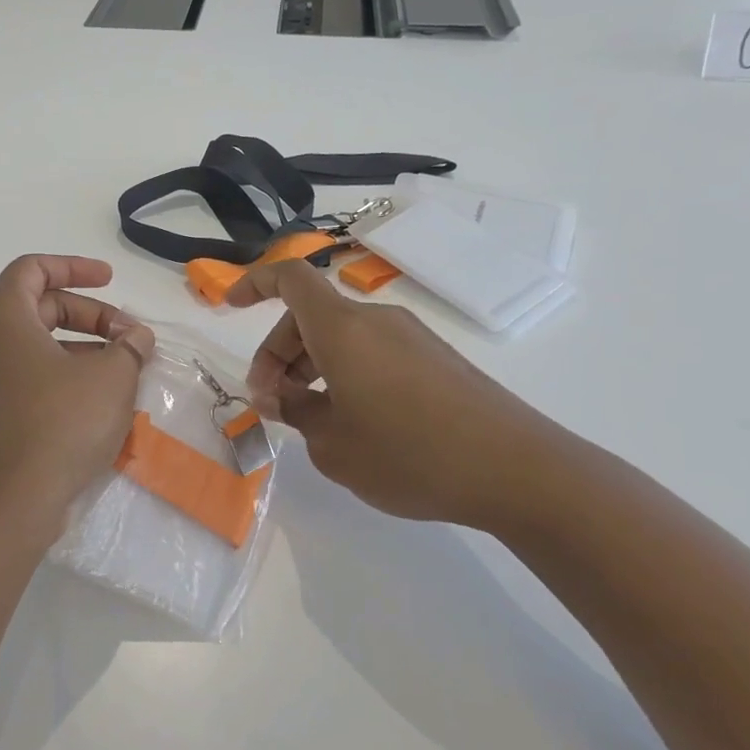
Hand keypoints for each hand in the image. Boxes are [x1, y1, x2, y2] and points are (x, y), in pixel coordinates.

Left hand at [0, 255, 155, 519]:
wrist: (10, 500)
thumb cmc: (60, 423)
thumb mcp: (111, 377)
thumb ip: (129, 346)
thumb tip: (137, 337)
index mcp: (1, 315)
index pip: (34, 268)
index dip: (75, 267)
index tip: (110, 279)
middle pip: (38, 306)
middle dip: (89, 315)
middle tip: (129, 337)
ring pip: (34, 345)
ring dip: (80, 348)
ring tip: (122, 370)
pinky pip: (26, 375)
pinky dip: (60, 375)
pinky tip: (96, 400)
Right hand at [227, 259, 573, 529]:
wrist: (519, 471)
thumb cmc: (410, 454)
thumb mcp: (333, 445)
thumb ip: (296, 413)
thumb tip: (282, 398)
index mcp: (343, 330)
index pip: (290, 278)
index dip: (253, 283)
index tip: (230, 307)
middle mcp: (376, 322)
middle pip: (310, 317)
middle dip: (278, 354)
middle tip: (271, 405)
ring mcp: (411, 339)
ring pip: (341, 338)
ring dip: (311, 368)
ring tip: (310, 421)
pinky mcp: (436, 361)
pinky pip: (373, 353)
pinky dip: (346, 375)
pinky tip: (354, 423)